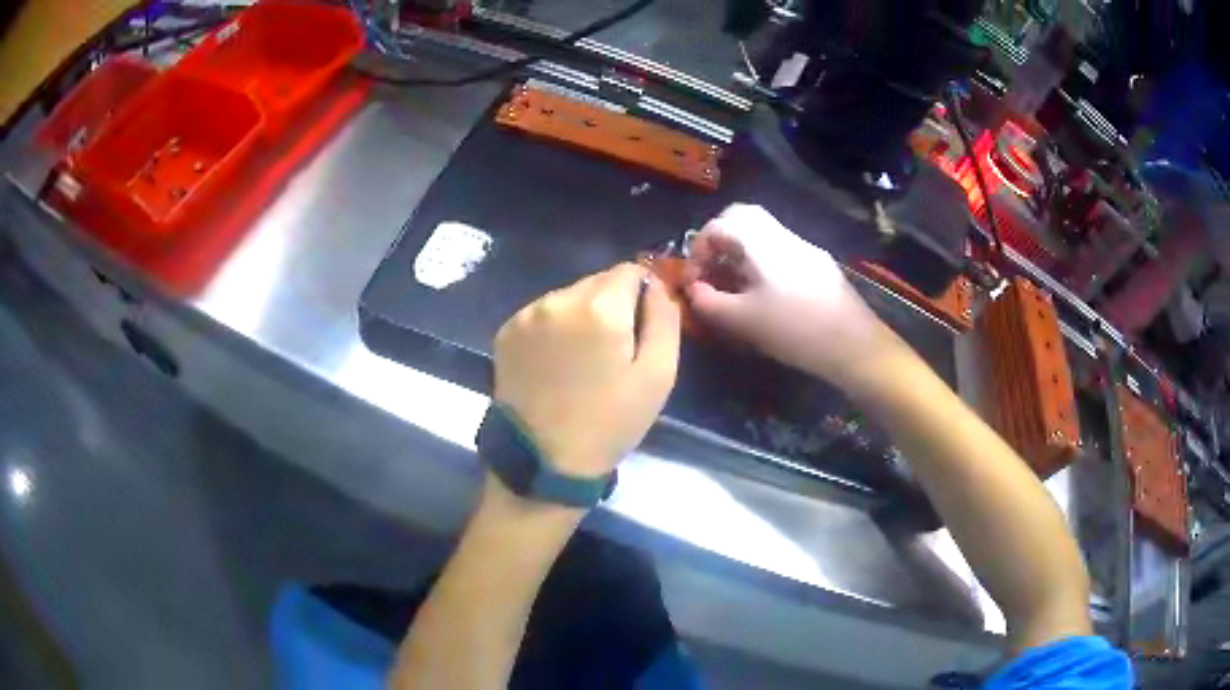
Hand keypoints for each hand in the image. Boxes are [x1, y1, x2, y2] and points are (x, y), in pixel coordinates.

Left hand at [493, 263, 680, 478]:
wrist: (544, 460)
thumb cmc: (610, 421)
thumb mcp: (658, 375)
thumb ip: (664, 319)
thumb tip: (657, 286)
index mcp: (600, 307)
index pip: (630, 270)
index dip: (642, 293)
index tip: (641, 325)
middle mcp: (558, 299)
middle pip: (597, 281)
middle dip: (612, 303)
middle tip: (613, 349)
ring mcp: (527, 314)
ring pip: (568, 296)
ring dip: (581, 314)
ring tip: (582, 359)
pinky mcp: (506, 331)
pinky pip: (542, 313)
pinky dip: (554, 327)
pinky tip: (555, 362)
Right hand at [686, 204, 902, 394]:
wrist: (854, 345)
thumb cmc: (795, 331)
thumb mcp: (743, 321)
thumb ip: (709, 302)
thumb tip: (695, 290)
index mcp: (763, 243)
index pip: (720, 224)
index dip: (698, 247)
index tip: (694, 278)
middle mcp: (784, 236)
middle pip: (743, 217)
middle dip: (719, 239)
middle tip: (710, 270)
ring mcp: (805, 248)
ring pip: (764, 233)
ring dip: (741, 250)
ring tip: (733, 285)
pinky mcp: (819, 265)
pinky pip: (780, 250)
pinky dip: (761, 261)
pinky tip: (763, 293)